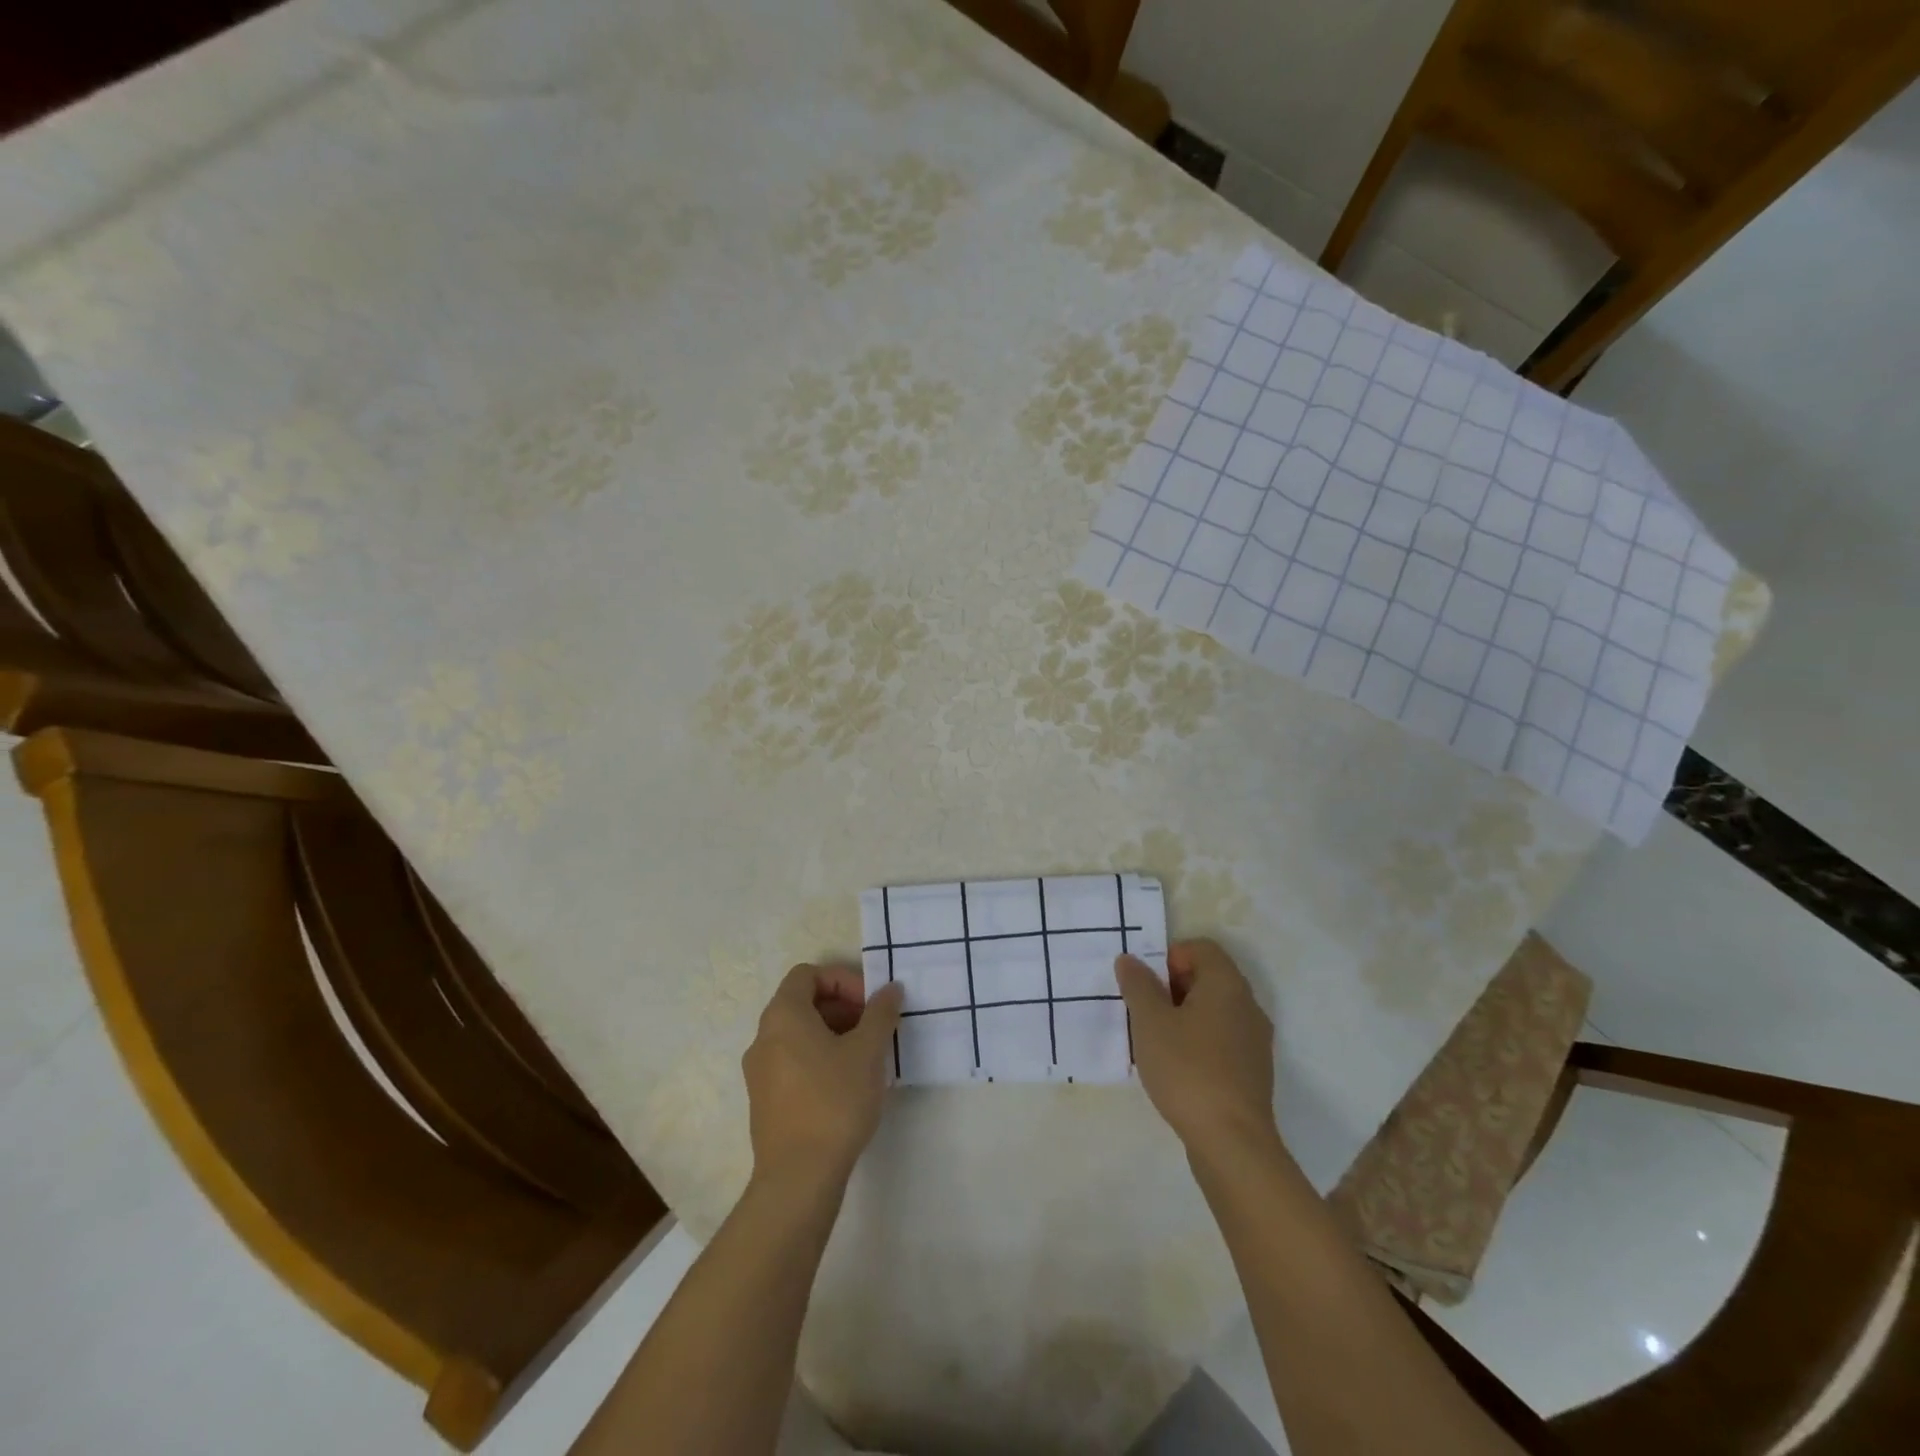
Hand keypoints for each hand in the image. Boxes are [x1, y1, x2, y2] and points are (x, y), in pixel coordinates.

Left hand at [742, 964, 903, 1190]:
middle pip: (803, 1002)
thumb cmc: (834, 1101)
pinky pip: (793, 1061)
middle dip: (842, 1008)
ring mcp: (759, 1071)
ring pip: (799, 1034)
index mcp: (783, 1016)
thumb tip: (890, 989)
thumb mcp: (868, 1051)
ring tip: (866, 1057)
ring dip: (834, 1034)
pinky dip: (820, 1058)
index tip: (870, 1004)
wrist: (798, 1178)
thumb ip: (880, 1013)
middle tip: (874, 1028)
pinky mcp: (764, 1101)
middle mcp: (763, 1037)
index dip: (842, 981)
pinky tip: (848, 1085)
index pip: (808, 974)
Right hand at [1116, 939, 1277, 1159]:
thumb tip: (1130, 960)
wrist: (1232, 1142)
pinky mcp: (1253, 1071)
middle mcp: (1248, 1005)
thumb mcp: (1150, 1022)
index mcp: (1226, 984)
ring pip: (1214, 1010)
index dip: (1169, 957)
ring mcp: (1255, 1040)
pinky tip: (1177, 1068)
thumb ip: (1138, 985)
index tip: (1147, 985)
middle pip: (1208, 977)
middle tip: (1145, 1012)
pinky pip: (1222, 1039)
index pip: (1200, 948)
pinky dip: (1199, 1041)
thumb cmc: (1187, 1069)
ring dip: (1184, 1016)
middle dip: (1172, 987)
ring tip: (1156, 1041)